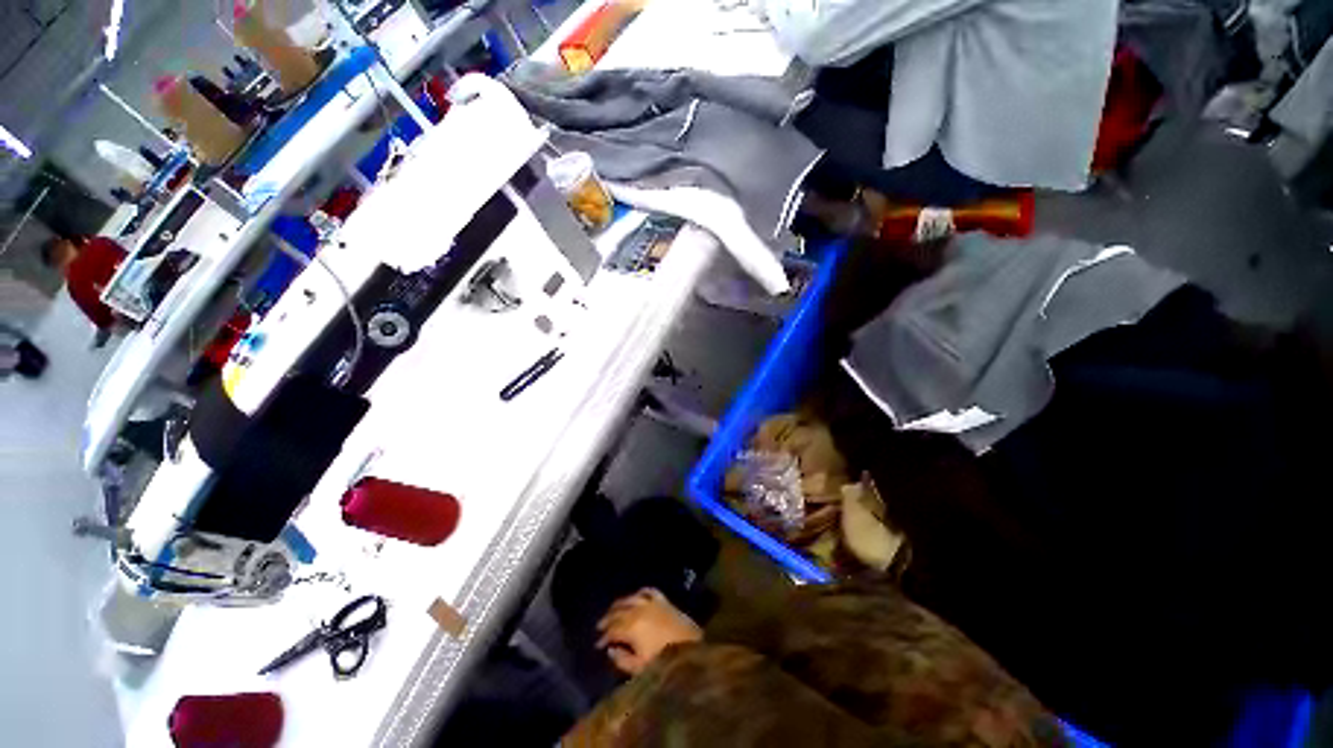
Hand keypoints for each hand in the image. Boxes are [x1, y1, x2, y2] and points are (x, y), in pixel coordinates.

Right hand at [596, 588, 702, 675]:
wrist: (691, 648)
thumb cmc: (664, 661)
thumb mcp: (640, 667)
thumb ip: (622, 660)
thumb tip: (611, 650)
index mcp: (631, 627)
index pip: (612, 629)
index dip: (603, 637)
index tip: (598, 645)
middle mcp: (639, 610)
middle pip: (618, 611)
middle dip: (608, 618)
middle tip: (600, 626)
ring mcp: (652, 602)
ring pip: (630, 598)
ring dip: (620, 604)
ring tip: (613, 610)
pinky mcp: (663, 600)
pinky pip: (648, 591)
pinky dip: (639, 593)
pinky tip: (636, 596)